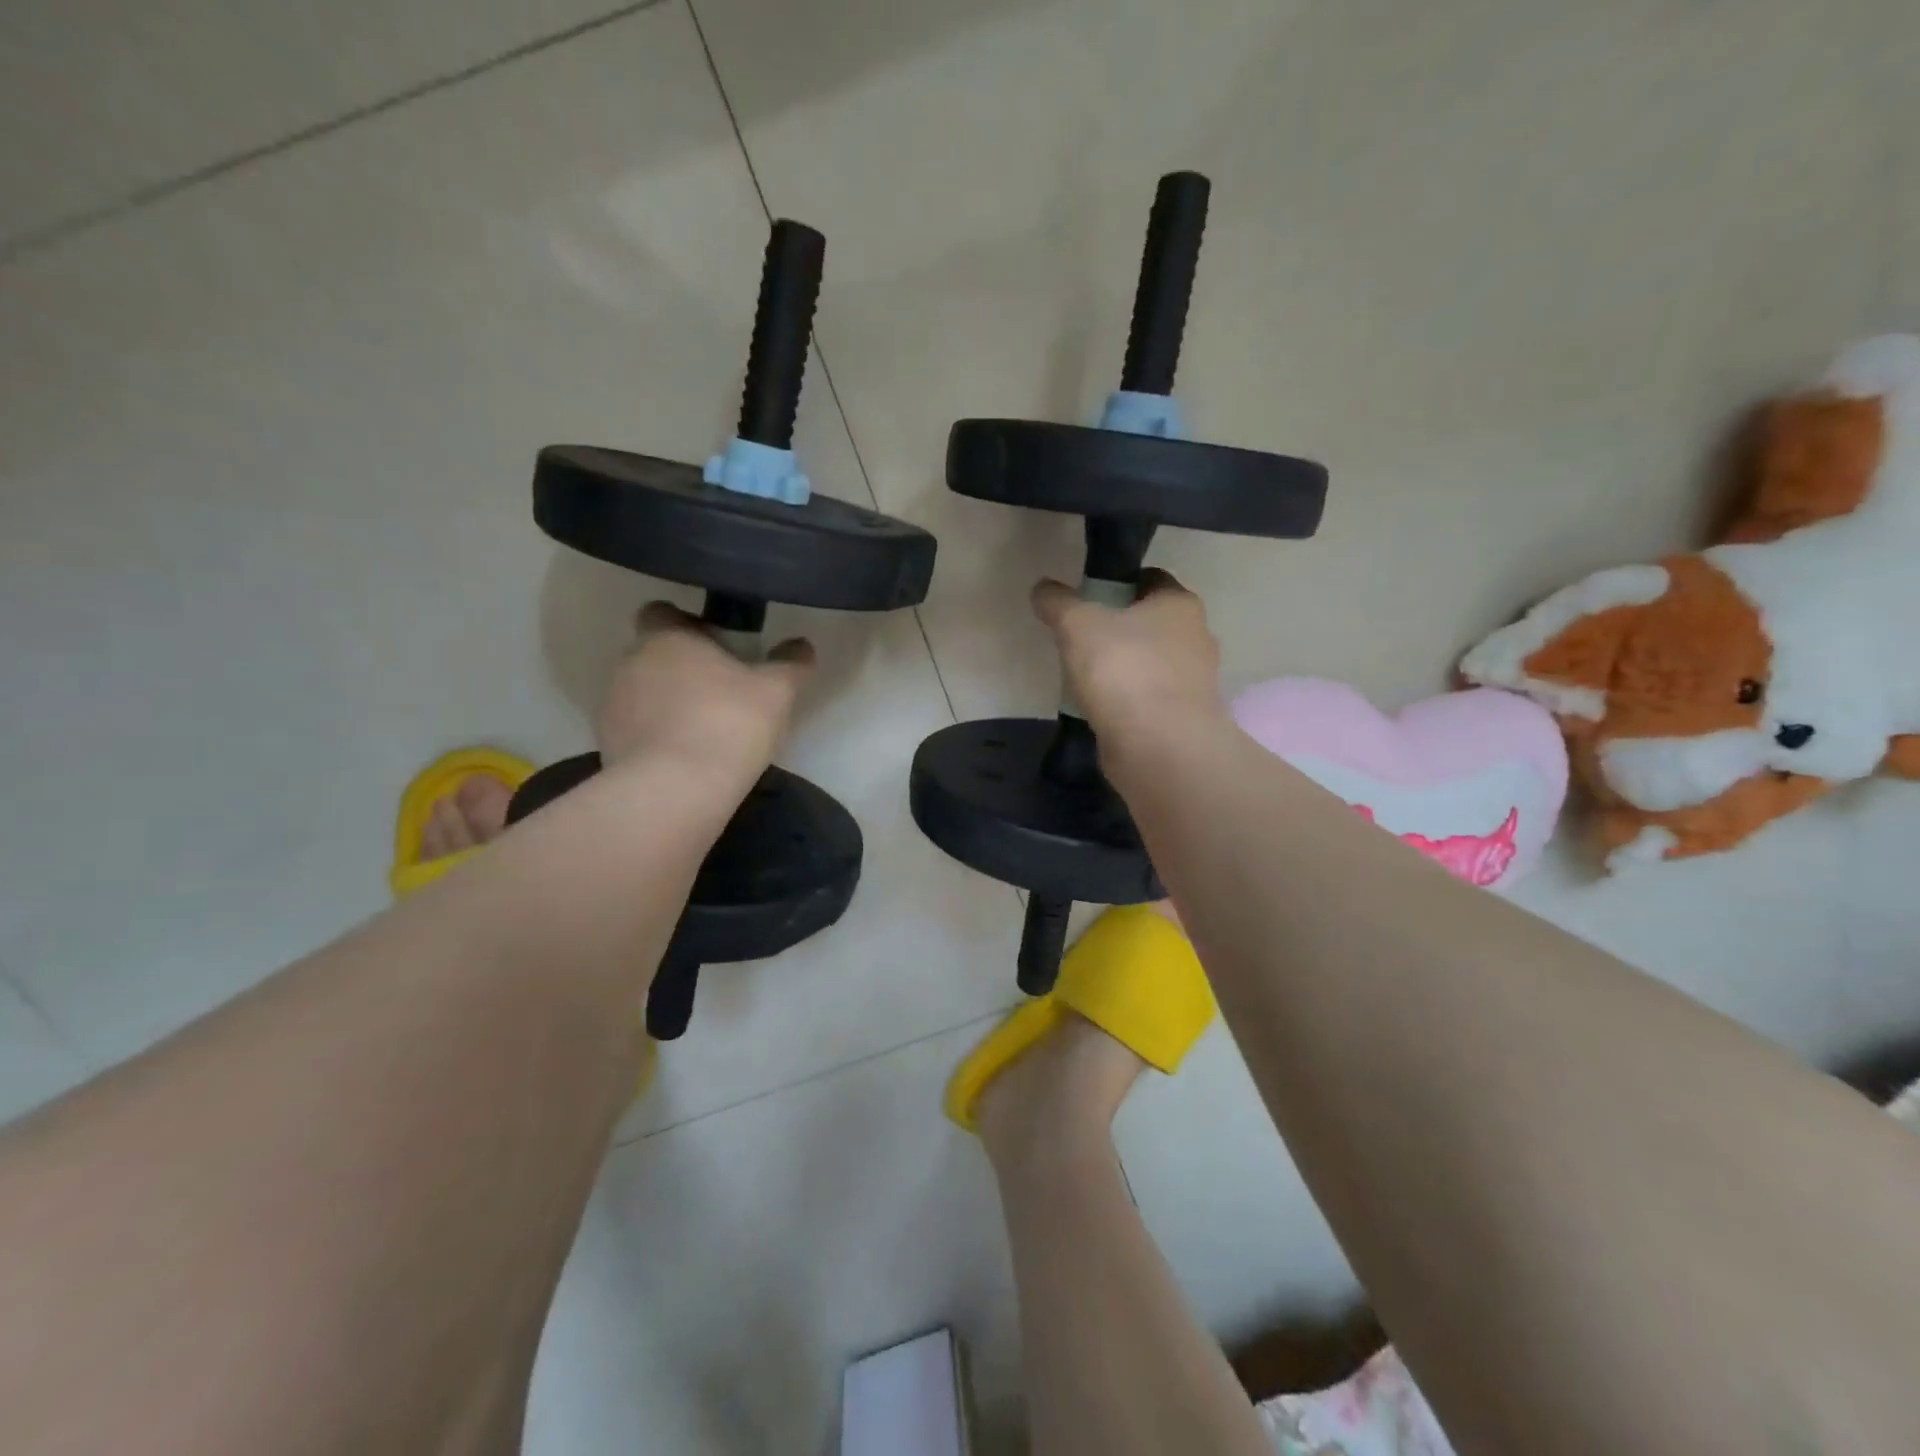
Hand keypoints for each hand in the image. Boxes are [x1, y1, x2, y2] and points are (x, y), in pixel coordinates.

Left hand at [596, 602, 814, 782]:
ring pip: (643, 692)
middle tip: (721, 691)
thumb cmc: (728, 723)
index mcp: (666, 637)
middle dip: (682, 667)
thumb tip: (803, 646)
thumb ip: (791, 663)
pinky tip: (685, 757)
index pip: (662, 612)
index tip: (717, 646)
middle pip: (655, 653)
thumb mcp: (777, 691)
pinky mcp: (607, 743)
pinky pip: (635, 729)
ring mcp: (613, 704)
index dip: (688, 624)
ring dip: (667, 703)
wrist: (676, 790)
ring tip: (703, 730)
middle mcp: (631, 662)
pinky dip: (655, 736)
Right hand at [1031, 569, 1222, 736]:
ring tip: (1087, 678)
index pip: (1151, 580)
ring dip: (1126, 668)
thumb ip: (1058, 603)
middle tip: (1082, 640)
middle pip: (1152, 624)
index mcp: (1180, 604)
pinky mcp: (1184, 719)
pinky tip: (1103, 709)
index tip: (1088, 600)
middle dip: (1121, 630)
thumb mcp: (1077, 625)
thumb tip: (1043, 589)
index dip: (1118, 585)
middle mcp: (1197, 637)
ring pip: (1153, 663)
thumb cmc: (1123, 670)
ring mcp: (1195, 682)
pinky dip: (1130, 701)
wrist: (1158, 746)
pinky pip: (1151, 699)